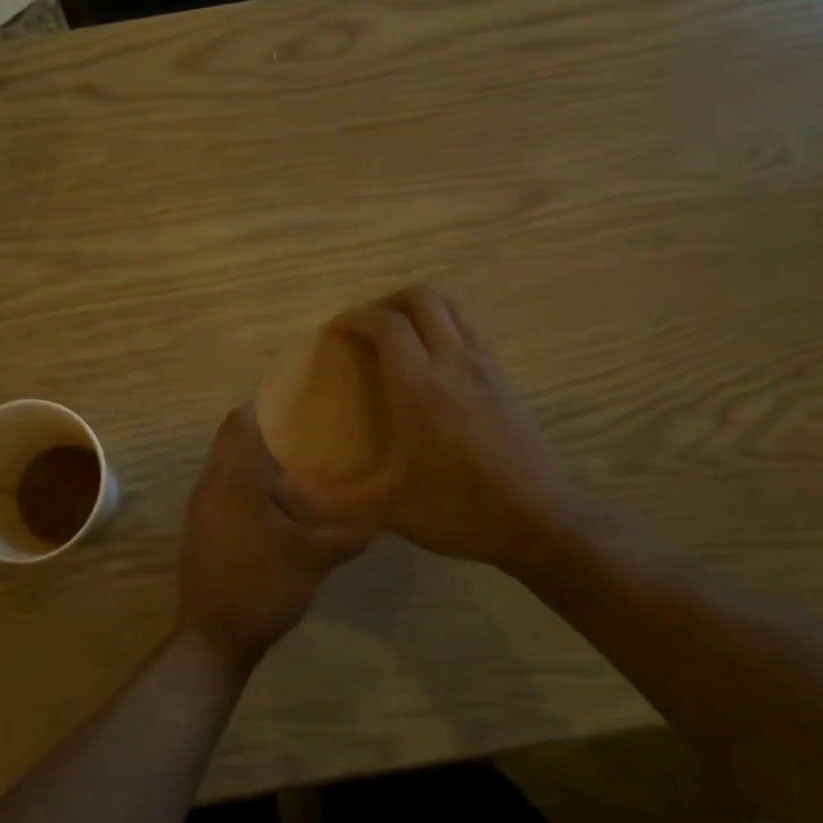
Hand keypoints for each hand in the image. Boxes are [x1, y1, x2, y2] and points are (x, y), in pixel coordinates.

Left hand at [177, 405, 369, 671]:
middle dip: (265, 430)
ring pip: (225, 464)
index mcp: (233, 479)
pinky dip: (245, 481)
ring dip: (255, 457)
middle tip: (306, 429)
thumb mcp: (313, 559)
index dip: (265, 405)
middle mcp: (210, 484)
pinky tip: (277, 500)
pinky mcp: (201, 527)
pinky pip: (222, 486)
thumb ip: (347, 533)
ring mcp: (200, 507)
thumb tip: (380, 513)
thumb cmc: (262, 587)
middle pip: (231, 439)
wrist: (214, 638)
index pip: (239, 421)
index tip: (297, 399)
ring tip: (297, 461)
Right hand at [284, 287, 575, 576]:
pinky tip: (433, 365)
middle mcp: (455, 363)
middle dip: (387, 302)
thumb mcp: (385, 510)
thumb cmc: (457, 509)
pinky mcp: (505, 379)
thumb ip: (328, 502)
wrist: (539, 523)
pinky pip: (470, 330)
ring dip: (420, 310)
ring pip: (452, 308)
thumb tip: (282, 492)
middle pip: (423, 299)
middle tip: (365, 329)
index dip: (354, 317)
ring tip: (397, 338)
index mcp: (421, 387)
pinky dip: (445, 327)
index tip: (333, 331)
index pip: (386, 324)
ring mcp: (486, 367)